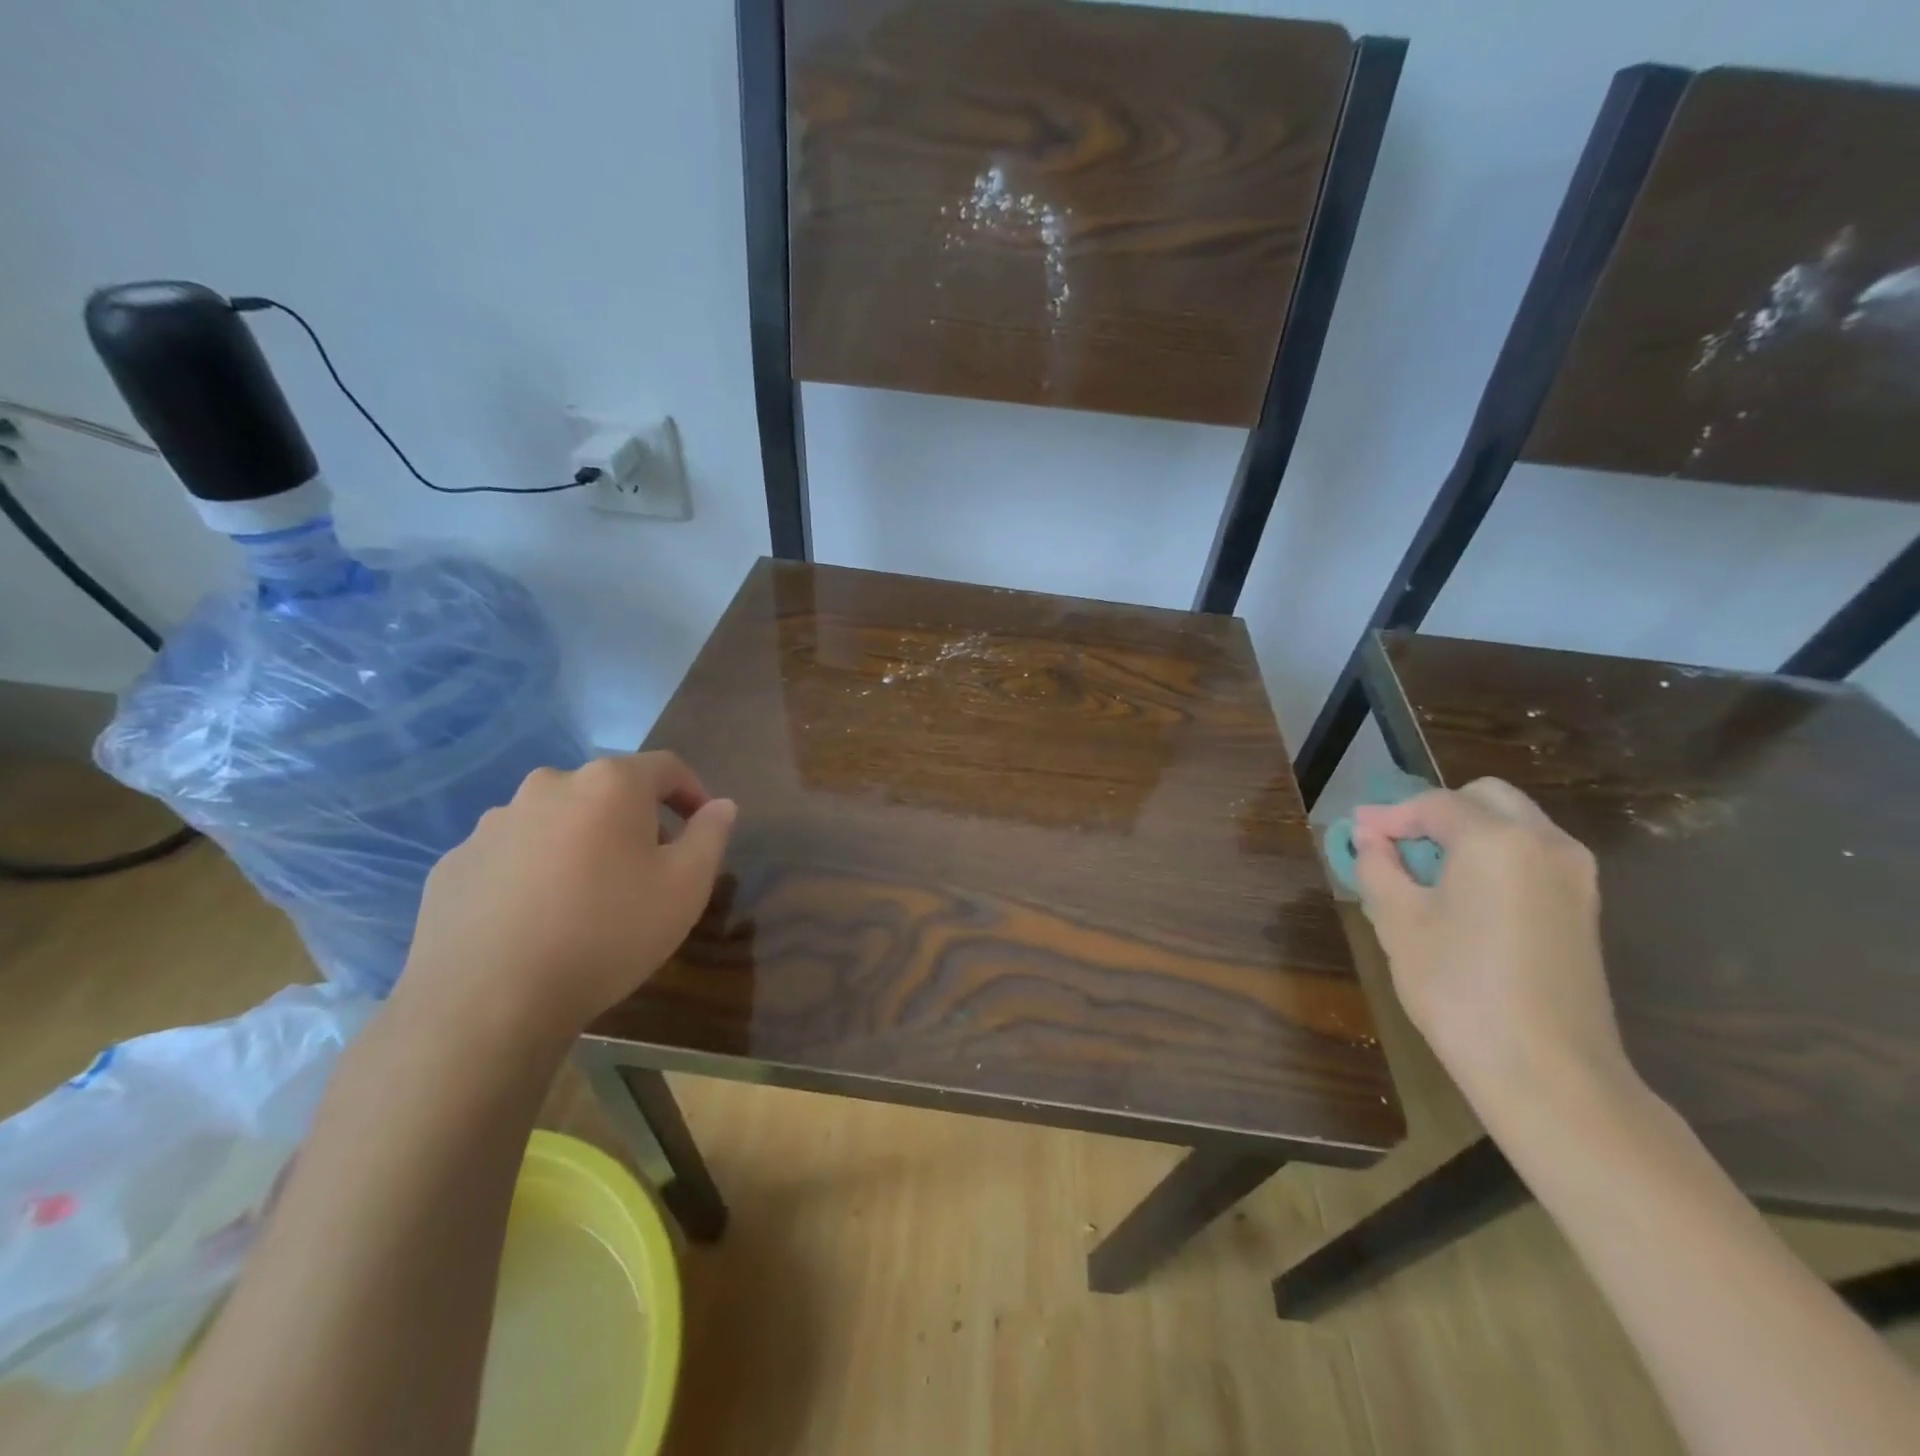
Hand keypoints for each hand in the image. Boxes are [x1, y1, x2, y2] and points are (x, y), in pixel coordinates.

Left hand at [396, 753, 735, 1043]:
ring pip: (557, 821)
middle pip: (608, 791)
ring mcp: (493, 824)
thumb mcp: (686, 887)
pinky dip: (534, 872)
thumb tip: (721, 805)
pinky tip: (539, 919)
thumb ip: (711, 835)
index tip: (703, 828)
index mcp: (609, 784)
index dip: (693, 793)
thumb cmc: (608, 933)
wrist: (487, 1002)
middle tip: (649, 869)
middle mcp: (548, 786)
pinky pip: (512, 855)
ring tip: (589, 898)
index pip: (667, 767)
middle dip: (636, 821)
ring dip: (582, 843)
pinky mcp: (454, 864)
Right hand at [1353, 778, 1631, 1121]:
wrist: (1547, 1071)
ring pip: (1513, 824)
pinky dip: (1493, 857)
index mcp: (1497, 840)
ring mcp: (1575, 875)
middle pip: (1484, 798)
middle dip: (1434, 813)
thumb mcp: (1398, 921)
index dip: (1389, 816)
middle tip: (1395, 847)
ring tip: (1424, 873)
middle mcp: (1546, 843)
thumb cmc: (1458, 988)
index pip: (1434, 804)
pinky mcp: (1584, 906)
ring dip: (1465, 834)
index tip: (1357, 835)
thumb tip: (1369, 838)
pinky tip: (1462, 896)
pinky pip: (1531, 855)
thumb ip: (1378, 866)